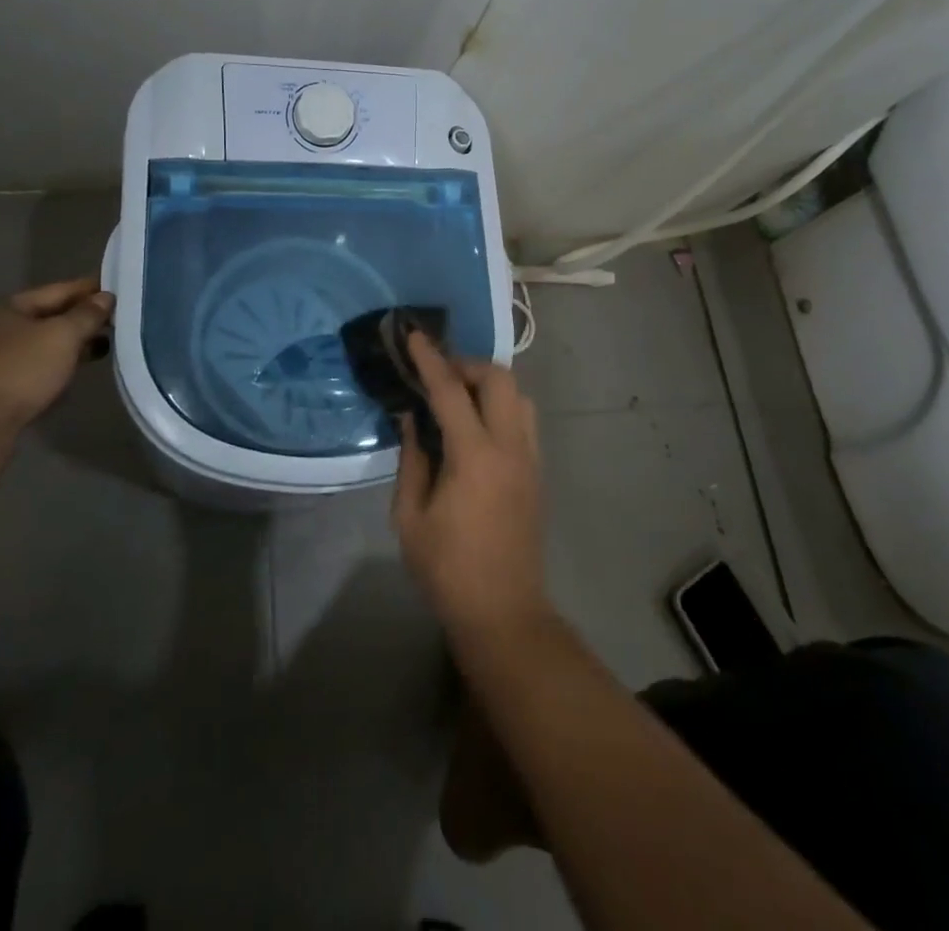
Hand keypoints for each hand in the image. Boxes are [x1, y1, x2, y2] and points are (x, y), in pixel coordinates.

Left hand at [0, 277, 113, 429]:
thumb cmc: (21, 371)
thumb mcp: (62, 336)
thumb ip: (87, 314)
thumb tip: (106, 297)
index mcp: (8, 307)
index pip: (58, 290)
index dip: (90, 288)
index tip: (120, 288)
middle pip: (50, 316)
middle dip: (83, 318)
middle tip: (119, 319)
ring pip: (44, 343)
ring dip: (73, 343)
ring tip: (106, 345)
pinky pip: (37, 366)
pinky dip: (59, 364)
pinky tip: (77, 371)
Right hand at [391, 333, 549, 636]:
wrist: (504, 612)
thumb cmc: (448, 569)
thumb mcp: (410, 517)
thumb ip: (412, 459)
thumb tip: (412, 419)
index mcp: (475, 457)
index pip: (451, 392)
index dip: (430, 360)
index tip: (414, 335)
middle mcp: (511, 448)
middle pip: (500, 380)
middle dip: (467, 365)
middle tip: (437, 376)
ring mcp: (531, 459)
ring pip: (519, 396)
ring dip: (489, 384)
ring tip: (458, 398)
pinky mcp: (538, 473)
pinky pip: (524, 420)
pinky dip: (502, 406)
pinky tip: (477, 426)